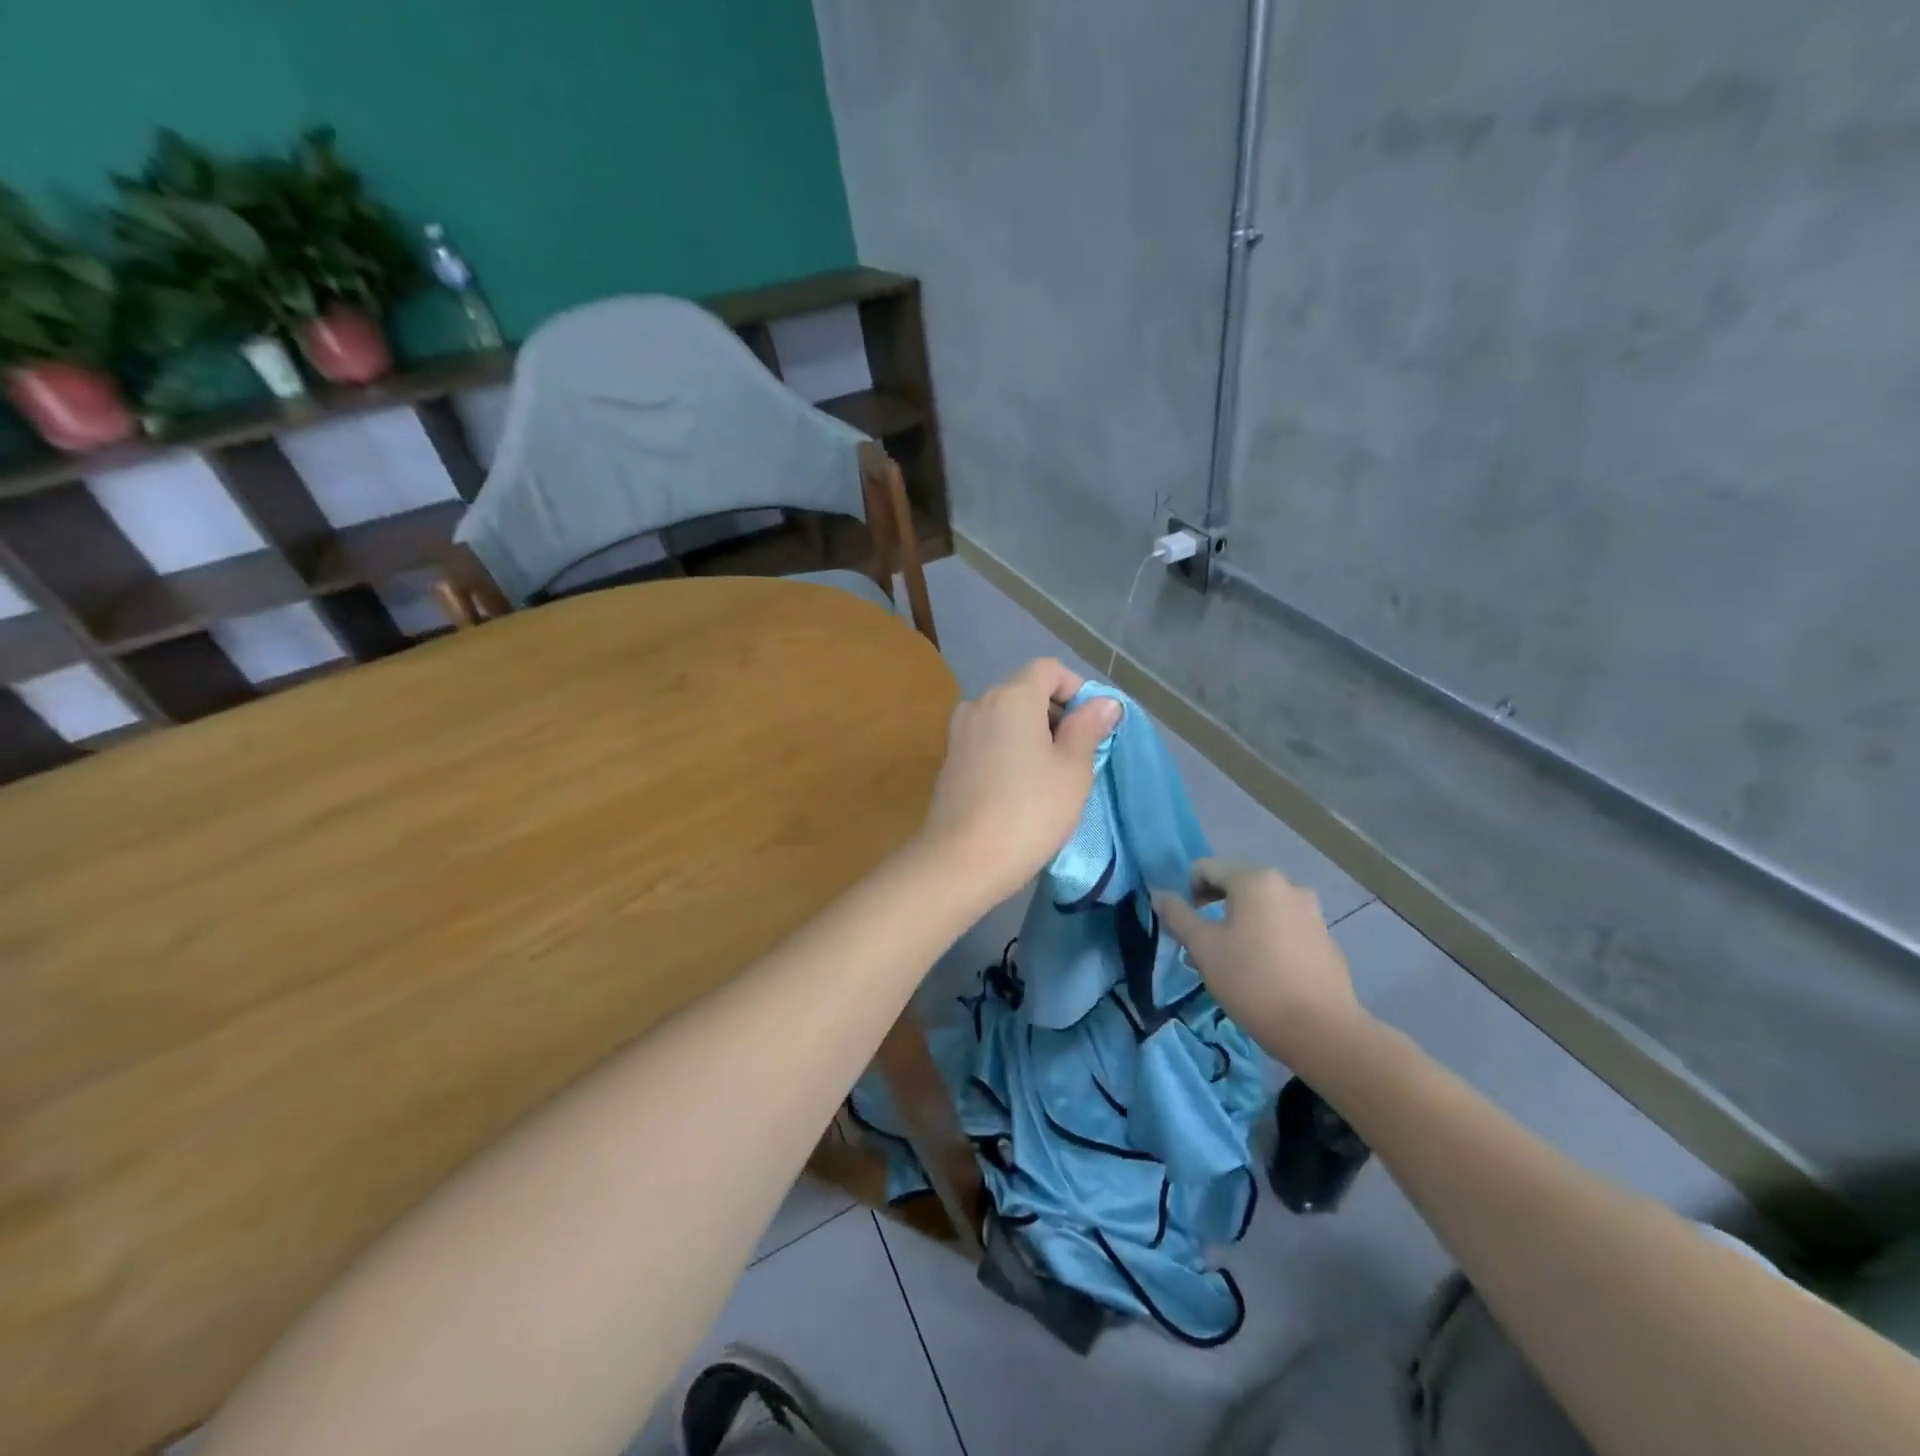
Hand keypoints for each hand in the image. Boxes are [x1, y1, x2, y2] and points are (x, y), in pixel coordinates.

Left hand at [917, 659, 1121, 906]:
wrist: (961, 861)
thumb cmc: (1028, 812)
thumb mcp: (1072, 771)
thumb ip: (1088, 729)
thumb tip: (1104, 702)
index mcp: (1012, 696)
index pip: (1049, 669)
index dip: (1076, 689)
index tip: (1092, 727)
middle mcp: (979, 703)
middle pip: (1025, 690)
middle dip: (1055, 714)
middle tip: (1077, 756)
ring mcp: (958, 732)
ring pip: (1005, 717)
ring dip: (1031, 733)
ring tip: (1050, 775)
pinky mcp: (948, 759)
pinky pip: (987, 739)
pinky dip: (1008, 749)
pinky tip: (1019, 787)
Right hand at [1152, 859, 1364, 1062]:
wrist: (1321, 1030)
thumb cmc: (1252, 981)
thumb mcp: (1203, 948)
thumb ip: (1178, 915)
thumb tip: (1159, 894)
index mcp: (1255, 879)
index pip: (1205, 868)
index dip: (1186, 892)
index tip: (1183, 926)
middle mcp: (1287, 885)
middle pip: (1235, 884)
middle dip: (1212, 907)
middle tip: (1201, 944)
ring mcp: (1311, 911)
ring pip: (1260, 907)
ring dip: (1238, 923)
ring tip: (1230, 960)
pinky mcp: (1325, 937)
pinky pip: (1283, 925)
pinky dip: (1265, 937)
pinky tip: (1262, 971)